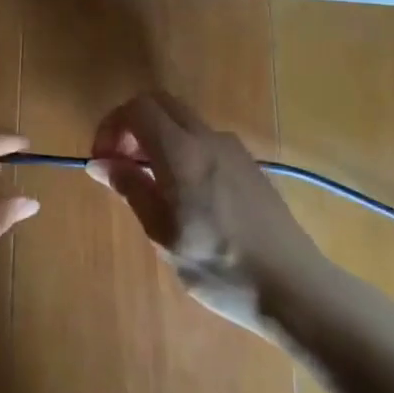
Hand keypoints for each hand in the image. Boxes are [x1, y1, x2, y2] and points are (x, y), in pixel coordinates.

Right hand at [89, 92, 335, 337]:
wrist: (294, 288)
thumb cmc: (219, 267)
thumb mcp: (163, 233)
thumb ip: (131, 188)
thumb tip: (99, 162)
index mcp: (182, 153)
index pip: (137, 108)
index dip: (111, 127)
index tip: (104, 162)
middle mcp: (208, 139)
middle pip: (160, 104)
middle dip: (132, 125)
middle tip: (121, 165)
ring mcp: (234, 150)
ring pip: (183, 121)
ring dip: (157, 138)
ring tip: (149, 185)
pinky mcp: (249, 166)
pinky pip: (204, 141)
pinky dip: (181, 150)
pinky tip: (183, 195)